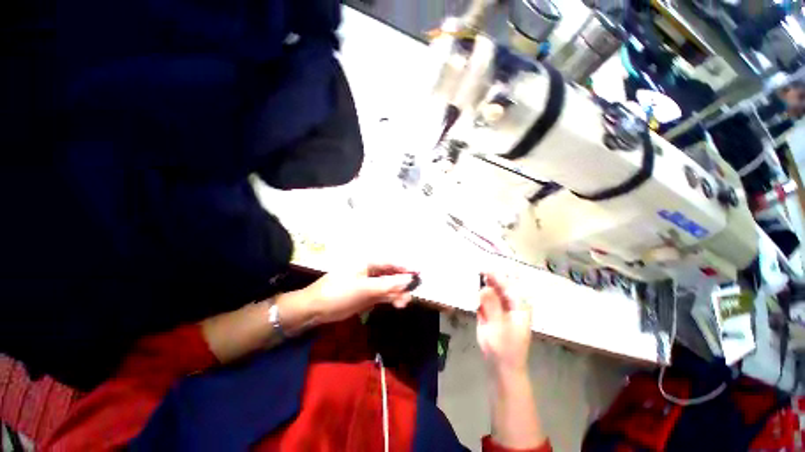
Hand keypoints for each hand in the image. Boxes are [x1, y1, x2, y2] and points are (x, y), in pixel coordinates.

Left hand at [288, 264, 417, 328]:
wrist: (316, 309)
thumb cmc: (339, 292)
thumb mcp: (365, 288)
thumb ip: (388, 285)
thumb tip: (409, 280)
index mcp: (369, 263)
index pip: (392, 263)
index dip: (406, 268)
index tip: (419, 273)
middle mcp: (371, 271)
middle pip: (392, 275)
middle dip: (402, 284)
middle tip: (411, 294)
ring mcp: (369, 284)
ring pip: (389, 287)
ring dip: (397, 294)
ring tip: (403, 304)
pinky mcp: (367, 295)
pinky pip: (383, 295)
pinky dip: (390, 300)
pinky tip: (396, 305)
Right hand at [476, 273, 531, 376]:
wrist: (501, 366)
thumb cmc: (505, 348)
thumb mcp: (499, 327)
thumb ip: (492, 306)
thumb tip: (484, 288)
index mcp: (519, 306)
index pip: (508, 286)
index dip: (497, 276)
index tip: (484, 269)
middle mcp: (510, 304)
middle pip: (500, 286)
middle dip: (490, 277)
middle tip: (476, 269)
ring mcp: (500, 309)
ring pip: (491, 291)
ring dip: (483, 284)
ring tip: (472, 276)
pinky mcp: (490, 313)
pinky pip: (484, 300)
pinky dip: (478, 294)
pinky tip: (471, 288)